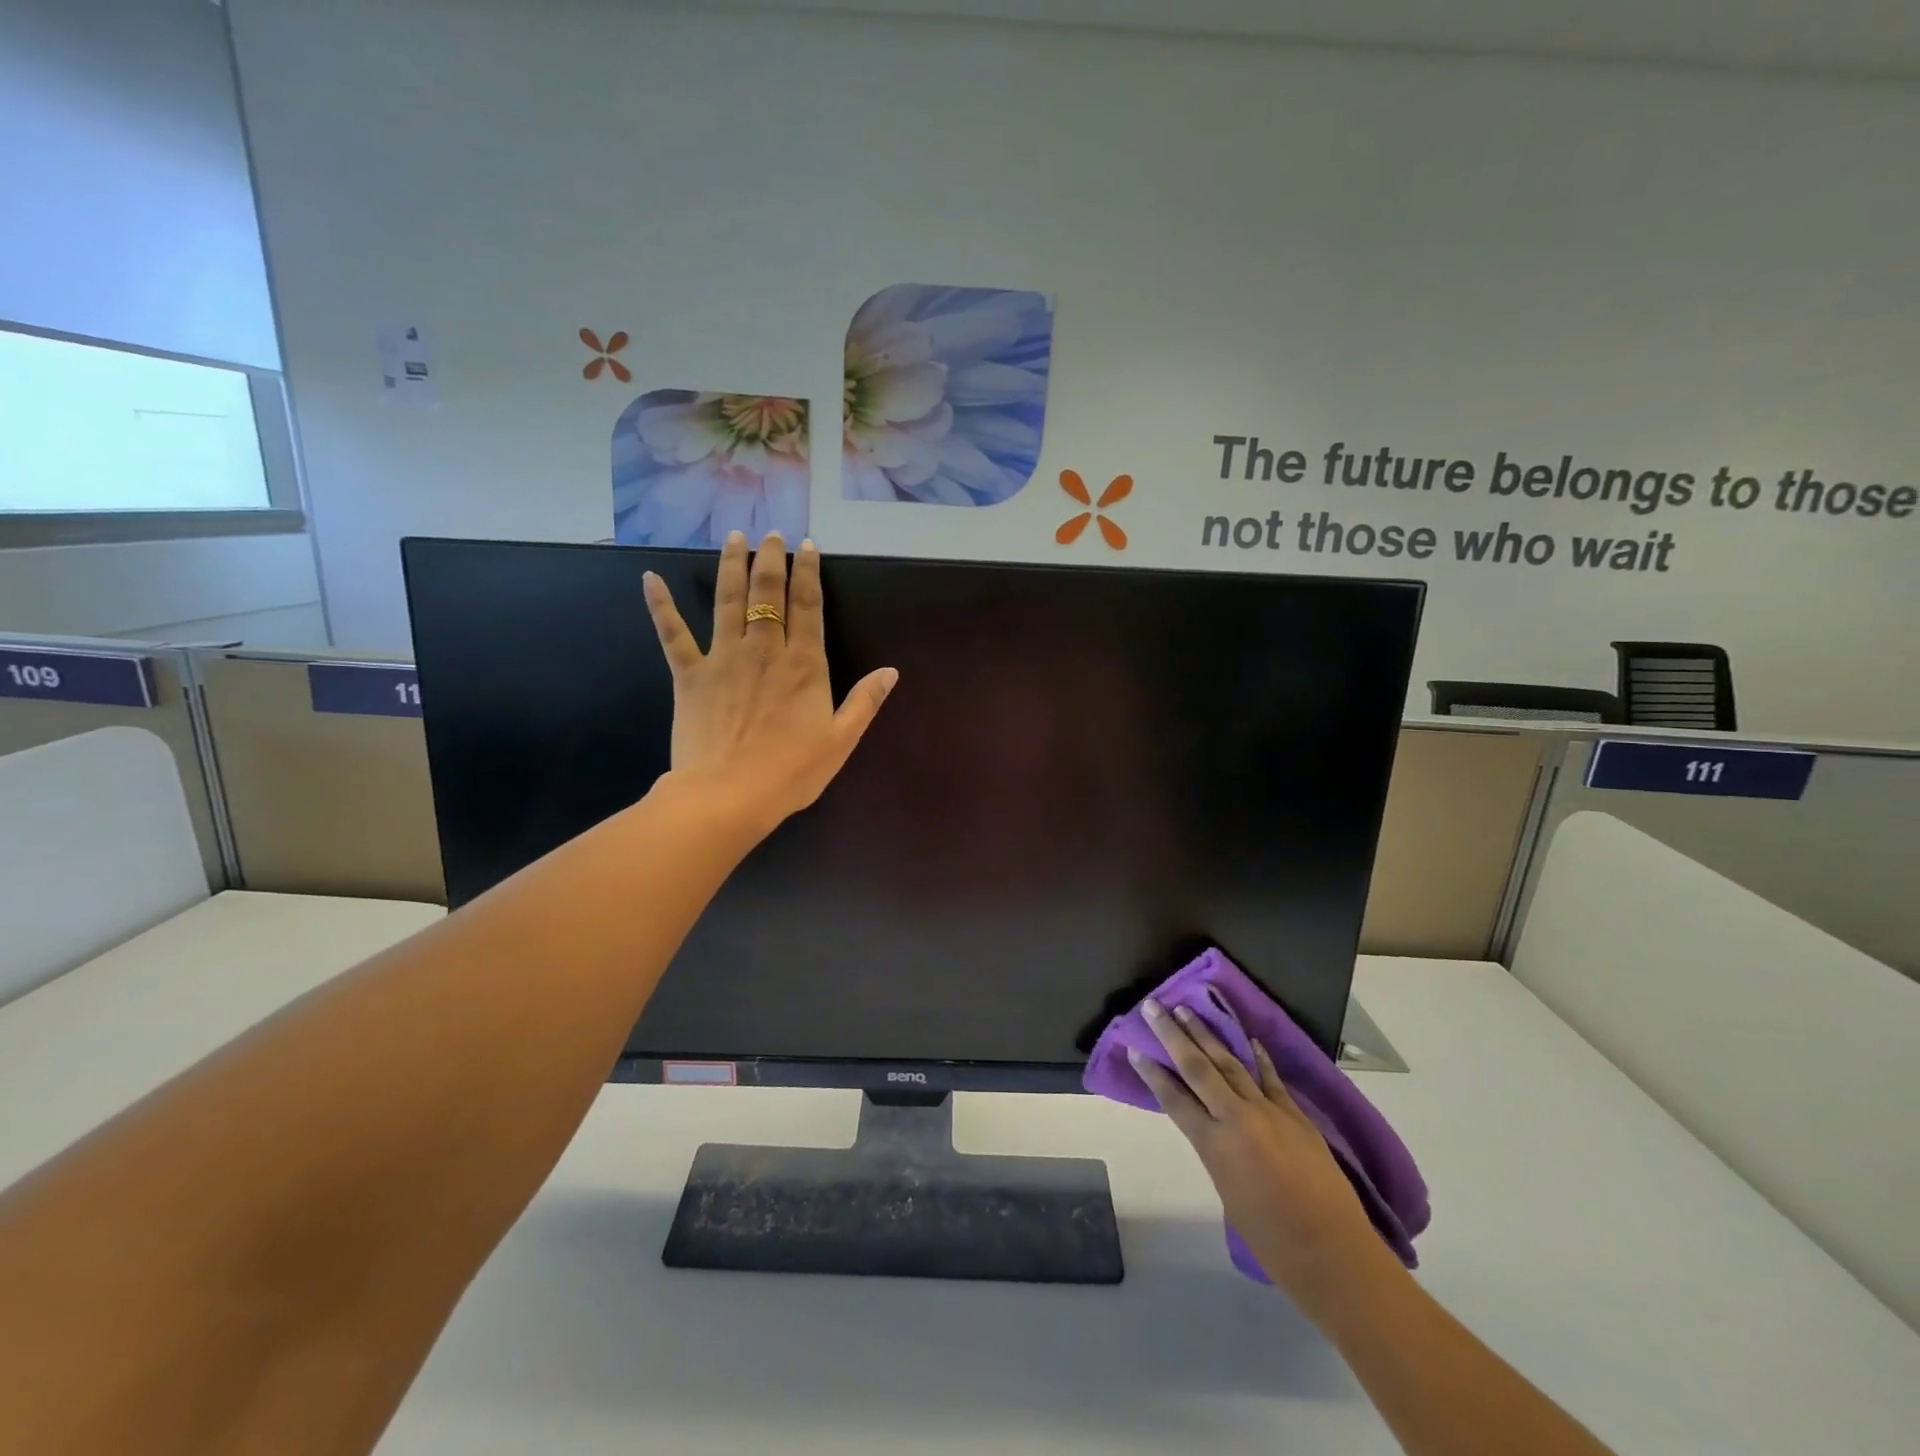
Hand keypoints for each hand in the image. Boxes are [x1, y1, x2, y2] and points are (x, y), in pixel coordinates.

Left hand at [644, 531, 897, 832]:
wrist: (727, 796)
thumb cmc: (790, 773)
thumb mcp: (840, 741)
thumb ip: (865, 702)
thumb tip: (891, 671)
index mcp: (804, 665)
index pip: (808, 606)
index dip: (808, 573)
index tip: (807, 546)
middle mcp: (764, 650)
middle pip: (768, 593)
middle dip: (771, 559)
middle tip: (771, 534)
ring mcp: (723, 658)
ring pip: (728, 601)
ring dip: (731, 566)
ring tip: (734, 538)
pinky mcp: (689, 675)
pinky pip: (672, 634)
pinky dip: (660, 605)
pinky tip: (649, 578)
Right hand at [1131, 999, 1392, 1305]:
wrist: (1334, 1255)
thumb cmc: (1272, 1242)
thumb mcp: (1227, 1193)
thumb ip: (1217, 1153)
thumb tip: (1214, 1130)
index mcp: (1214, 1145)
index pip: (1174, 1099)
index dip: (1152, 1073)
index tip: (1134, 1048)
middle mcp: (1237, 1119)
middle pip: (1198, 1068)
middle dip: (1172, 1034)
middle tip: (1152, 1006)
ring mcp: (1270, 1112)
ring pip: (1231, 1063)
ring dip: (1207, 1034)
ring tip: (1188, 1011)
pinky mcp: (1296, 1116)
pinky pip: (1271, 1078)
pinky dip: (1257, 1057)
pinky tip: (1247, 1038)